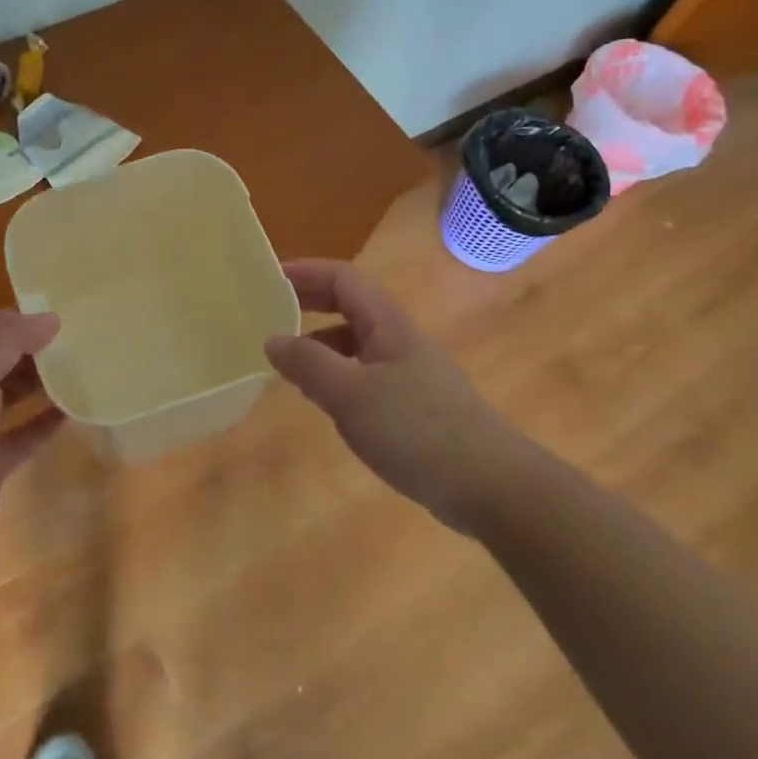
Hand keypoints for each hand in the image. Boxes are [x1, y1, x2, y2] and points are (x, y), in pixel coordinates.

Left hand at [0, 311, 63, 588]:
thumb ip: (8, 341)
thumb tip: (51, 317)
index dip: (11, 317)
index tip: (53, 312)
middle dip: (31, 348)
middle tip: (77, 338)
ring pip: (11, 394)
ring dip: (41, 382)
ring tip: (81, 366)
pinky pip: (24, 433)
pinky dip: (46, 421)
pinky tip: (75, 409)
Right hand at [264, 260, 515, 526]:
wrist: (490, 485)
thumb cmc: (416, 430)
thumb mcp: (350, 394)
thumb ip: (308, 364)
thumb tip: (272, 340)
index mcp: (387, 324)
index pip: (342, 279)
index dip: (306, 272)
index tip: (267, 280)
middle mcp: (399, 340)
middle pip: (349, 306)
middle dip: (309, 303)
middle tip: (269, 313)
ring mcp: (409, 373)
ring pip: (356, 344)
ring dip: (320, 344)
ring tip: (287, 362)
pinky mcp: (413, 406)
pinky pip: (364, 375)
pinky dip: (337, 376)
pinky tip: (324, 401)